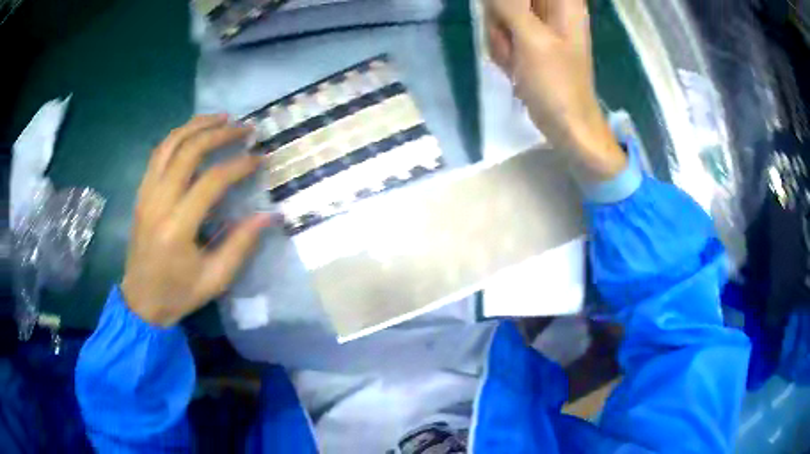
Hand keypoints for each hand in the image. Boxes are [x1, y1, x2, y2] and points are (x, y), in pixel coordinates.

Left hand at [122, 115, 272, 326]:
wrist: (140, 301)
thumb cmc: (178, 293)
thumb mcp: (215, 279)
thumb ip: (241, 245)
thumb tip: (269, 215)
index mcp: (177, 228)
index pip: (211, 181)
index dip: (239, 165)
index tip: (260, 158)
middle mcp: (158, 202)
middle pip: (188, 152)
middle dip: (219, 133)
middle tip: (244, 128)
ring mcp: (146, 194)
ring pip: (169, 144)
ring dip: (196, 125)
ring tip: (221, 118)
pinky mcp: (141, 193)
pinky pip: (158, 153)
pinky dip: (178, 136)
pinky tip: (194, 133)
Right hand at [486, 0, 626, 180]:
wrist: (566, 124)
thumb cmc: (557, 83)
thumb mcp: (532, 38)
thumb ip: (509, 4)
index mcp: (563, 1)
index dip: (510, 3)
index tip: (509, 19)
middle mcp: (552, 6)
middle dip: (499, 18)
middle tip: (513, 41)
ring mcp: (539, 22)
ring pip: (499, 11)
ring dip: (499, 36)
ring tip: (516, 59)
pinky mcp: (529, 38)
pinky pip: (501, 29)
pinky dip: (502, 47)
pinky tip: (514, 65)